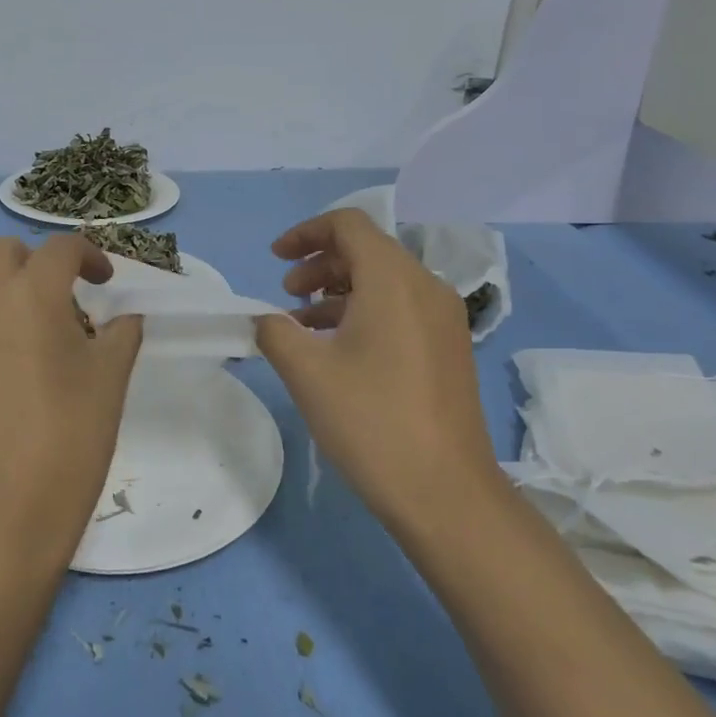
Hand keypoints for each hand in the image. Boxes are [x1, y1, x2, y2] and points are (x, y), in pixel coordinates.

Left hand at [0, 234, 142, 572]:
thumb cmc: (68, 442)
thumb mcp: (110, 382)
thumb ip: (121, 334)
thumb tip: (122, 319)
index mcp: (30, 296)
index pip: (61, 248)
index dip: (90, 255)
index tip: (106, 282)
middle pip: (3, 253)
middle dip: (38, 264)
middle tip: (66, 304)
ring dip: (8, 302)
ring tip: (36, 351)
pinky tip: (1, 391)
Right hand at [255, 208, 497, 529]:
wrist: (445, 491)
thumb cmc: (371, 421)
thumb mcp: (307, 372)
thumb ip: (275, 331)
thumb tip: (266, 318)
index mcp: (394, 279)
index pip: (349, 225)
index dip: (305, 232)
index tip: (275, 259)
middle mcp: (426, 287)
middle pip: (368, 250)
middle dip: (320, 263)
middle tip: (287, 294)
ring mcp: (445, 318)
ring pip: (385, 281)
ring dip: (340, 290)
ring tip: (304, 324)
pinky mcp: (450, 348)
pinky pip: (402, 308)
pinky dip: (365, 312)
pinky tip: (339, 348)